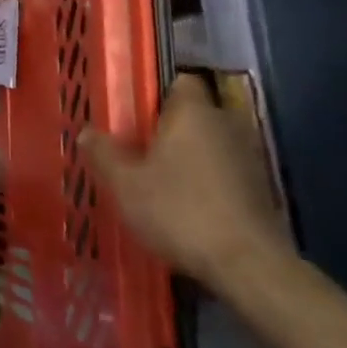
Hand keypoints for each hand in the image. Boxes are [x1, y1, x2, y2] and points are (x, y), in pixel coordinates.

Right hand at [81, 72, 289, 288]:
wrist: (248, 265)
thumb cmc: (180, 211)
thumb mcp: (126, 185)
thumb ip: (104, 154)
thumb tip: (86, 132)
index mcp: (193, 112)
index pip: (179, 82)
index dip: (156, 94)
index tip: (133, 115)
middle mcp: (225, 124)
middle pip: (193, 115)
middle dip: (168, 130)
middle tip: (137, 151)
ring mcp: (248, 157)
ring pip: (209, 145)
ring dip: (188, 158)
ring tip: (158, 183)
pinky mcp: (260, 189)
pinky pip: (224, 173)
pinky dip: (206, 183)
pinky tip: (186, 208)